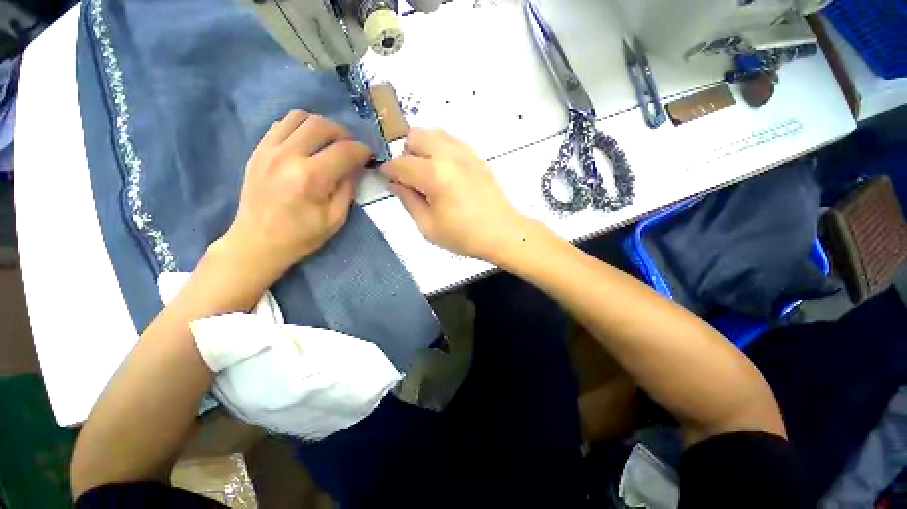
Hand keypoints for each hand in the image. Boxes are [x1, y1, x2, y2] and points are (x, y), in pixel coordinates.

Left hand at [214, 110, 370, 287]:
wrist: (257, 242)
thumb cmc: (301, 235)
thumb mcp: (335, 218)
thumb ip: (348, 188)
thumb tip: (356, 167)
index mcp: (311, 178)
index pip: (344, 151)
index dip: (361, 150)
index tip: (368, 156)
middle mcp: (288, 156)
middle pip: (321, 125)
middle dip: (343, 133)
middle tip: (350, 147)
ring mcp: (268, 150)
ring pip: (299, 117)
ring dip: (320, 126)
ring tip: (329, 142)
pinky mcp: (257, 151)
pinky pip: (281, 125)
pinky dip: (299, 128)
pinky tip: (307, 144)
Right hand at [380, 129, 530, 262]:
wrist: (502, 232)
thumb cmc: (464, 235)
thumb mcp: (428, 226)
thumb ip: (408, 201)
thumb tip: (394, 183)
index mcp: (434, 175)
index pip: (400, 163)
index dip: (388, 170)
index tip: (386, 179)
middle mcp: (448, 155)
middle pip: (415, 136)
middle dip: (406, 154)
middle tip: (410, 177)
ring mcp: (465, 153)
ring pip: (434, 133)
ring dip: (423, 148)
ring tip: (427, 173)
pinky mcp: (476, 156)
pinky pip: (451, 141)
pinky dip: (440, 149)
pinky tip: (445, 171)